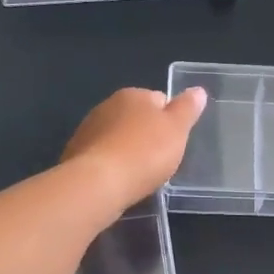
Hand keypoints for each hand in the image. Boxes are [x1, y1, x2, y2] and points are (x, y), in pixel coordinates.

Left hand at [62, 87, 206, 210]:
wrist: (97, 183)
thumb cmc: (145, 152)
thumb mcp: (177, 129)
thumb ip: (188, 108)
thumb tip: (197, 90)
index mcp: (133, 95)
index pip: (159, 100)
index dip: (170, 121)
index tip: (174, 142)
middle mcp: (107, 106)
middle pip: (136, 118)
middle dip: (147, 135)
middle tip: (160, 160)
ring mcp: (88, 130)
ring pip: (117, 138)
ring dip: (128, 151)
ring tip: (140, 175)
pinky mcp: (76, 154)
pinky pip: (102, 156)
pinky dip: (112, 165)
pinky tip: (119, 182)